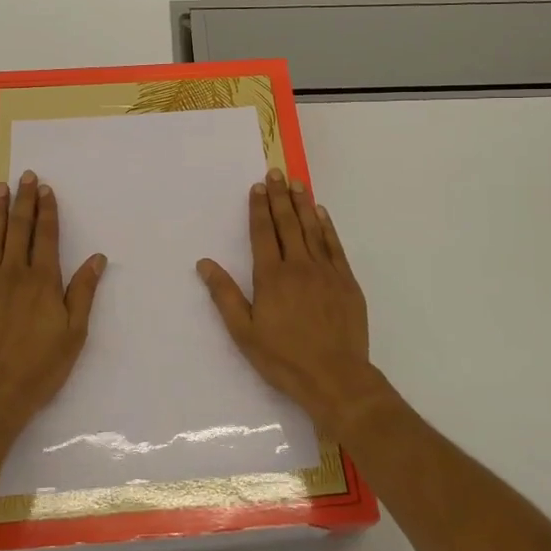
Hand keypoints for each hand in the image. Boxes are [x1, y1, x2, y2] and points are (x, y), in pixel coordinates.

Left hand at [0, 172, 106, 438]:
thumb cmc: (39, 368)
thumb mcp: (74, 334)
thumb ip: (83, 292)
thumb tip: (97, 258)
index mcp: (42, 282)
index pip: (45, 236)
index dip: (46, 211)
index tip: (46, 189)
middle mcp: (13, 274)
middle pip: (19, 229)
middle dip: (23, 200)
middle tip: (25, 176)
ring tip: (1, 187)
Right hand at [197, 169, 388, 438]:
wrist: (336, 377)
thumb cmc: (284, 358)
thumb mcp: (244, 332)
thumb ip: (224, 295)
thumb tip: (204, 264)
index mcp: (272, 276)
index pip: (264, 233)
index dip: (259, 208)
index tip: (258, 187)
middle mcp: (299, 266)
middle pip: (288, 223)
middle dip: (280, 196)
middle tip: (276, 172)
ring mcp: (326, 271)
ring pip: (312, 229)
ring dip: (303, 204)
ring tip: (297, 183)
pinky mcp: (346, 281)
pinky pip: (334, 245)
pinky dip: (327, 226)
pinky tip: (322, 214)